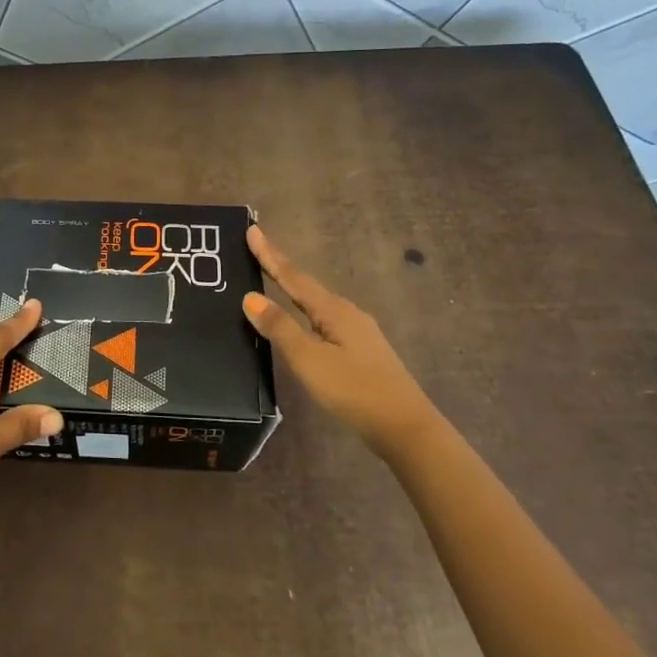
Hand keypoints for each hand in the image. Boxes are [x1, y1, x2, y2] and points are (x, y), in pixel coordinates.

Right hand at [242, 226, 442, 454]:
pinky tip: (300, 323)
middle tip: (255, 252)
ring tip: (270, 283)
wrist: (405, 428)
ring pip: (315, 304)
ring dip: (292, 291)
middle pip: (305, 286)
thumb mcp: (309, 360)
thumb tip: (250, 297)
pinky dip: (303, 313)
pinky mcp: (360, 351)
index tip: (252, 229)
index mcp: (333, 310)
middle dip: (279, 269)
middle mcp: (346, 313)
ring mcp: (357, 332)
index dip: (270, 254)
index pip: (292, 275)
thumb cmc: (354, 390)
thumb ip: (280, 328)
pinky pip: (323, 321)